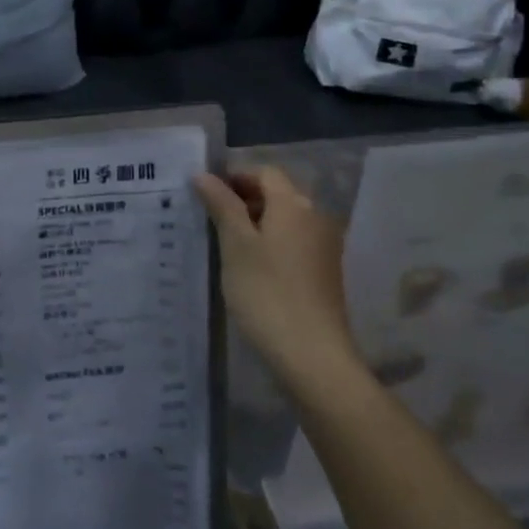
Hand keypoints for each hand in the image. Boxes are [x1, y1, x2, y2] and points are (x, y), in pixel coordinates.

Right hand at [195, 167, 357, 390]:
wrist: (313, 356)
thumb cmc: (267, 293)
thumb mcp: (235, 245)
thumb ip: (221, 205)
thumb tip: (204, 174)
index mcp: (294, 204)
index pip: (264, 172)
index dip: (234, 177)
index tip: (205, 195)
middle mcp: (315, 217)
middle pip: (276, 193)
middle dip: (243, 199)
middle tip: (209, 218)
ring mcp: (323, 246)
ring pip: (284, 219)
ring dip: (255, 223)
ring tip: (224, 244)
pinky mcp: (324, 271)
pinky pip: (293, 242)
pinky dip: (270, 243)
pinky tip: (249, 267)